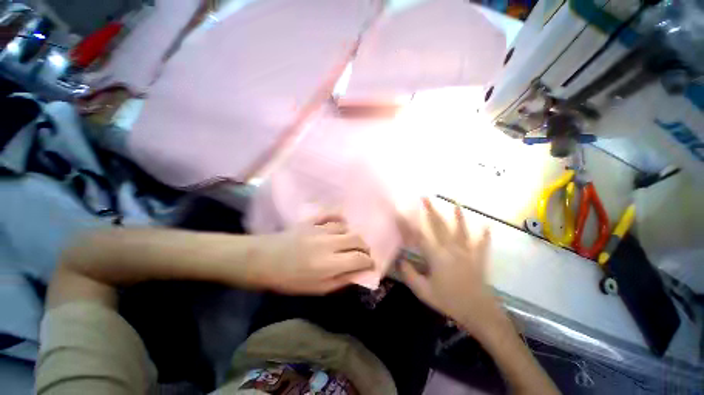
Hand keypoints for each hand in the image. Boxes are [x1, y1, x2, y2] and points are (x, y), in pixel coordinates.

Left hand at [249, 213, 374, 293]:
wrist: (263, 260)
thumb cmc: (288, 280)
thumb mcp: (316, 289)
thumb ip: (340, 281)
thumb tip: (359, 274)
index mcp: (329, 264)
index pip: (359, 259)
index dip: (369, 262)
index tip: (371, 264)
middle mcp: (328, 243)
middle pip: (357, 239)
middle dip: (365, 247)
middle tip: (364, 253)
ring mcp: (320, 229)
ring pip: (346, 227)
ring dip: (352, 235)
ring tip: (350, 242)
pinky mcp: (312, 221)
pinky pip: (331, 215)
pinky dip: (340, 219)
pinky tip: (341, 224)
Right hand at [398, 198, 500, 337]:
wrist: (479, 313)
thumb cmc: (449, 301)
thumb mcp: (424, 291)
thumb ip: (409, 274)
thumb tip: (400, 260)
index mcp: (437, 256)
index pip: (419, 235)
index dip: (408, 223)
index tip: (399, 212)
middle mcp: (452, 249)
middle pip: (439, 226)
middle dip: (431, 210)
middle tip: (425, 197)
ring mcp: (467, 253)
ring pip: (461, 231)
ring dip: (458, 216)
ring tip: (456, 203)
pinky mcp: (478, 260)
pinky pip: (482, 245)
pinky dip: (485, 236)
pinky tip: (488, 226)